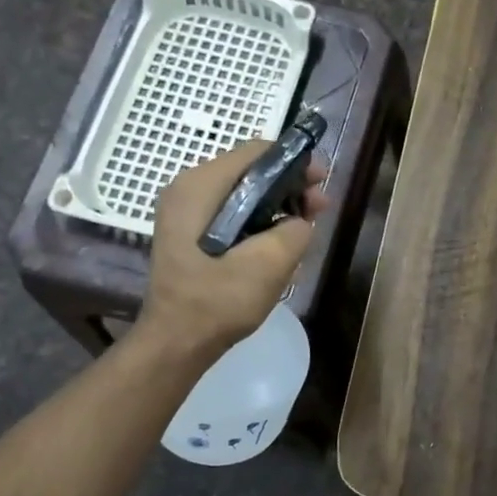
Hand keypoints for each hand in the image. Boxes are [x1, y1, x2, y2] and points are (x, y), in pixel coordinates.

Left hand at [141, 142, 330, 356]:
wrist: (175, 344)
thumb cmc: (217, 302)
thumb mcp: (268, 265)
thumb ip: (294, 230)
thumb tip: (299, 222)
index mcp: (199, 187)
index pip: (255, 151)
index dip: (294, 162)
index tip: (321, 183)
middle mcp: (188, 190)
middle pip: (249, 171)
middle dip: (289, 186)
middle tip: (319, 208)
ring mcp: (185, 213)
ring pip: (242, 194)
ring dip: (277, 207)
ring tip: (305, 229)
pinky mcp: (190, 234)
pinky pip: (232, 214)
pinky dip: (258, 222)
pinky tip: (279, 246)